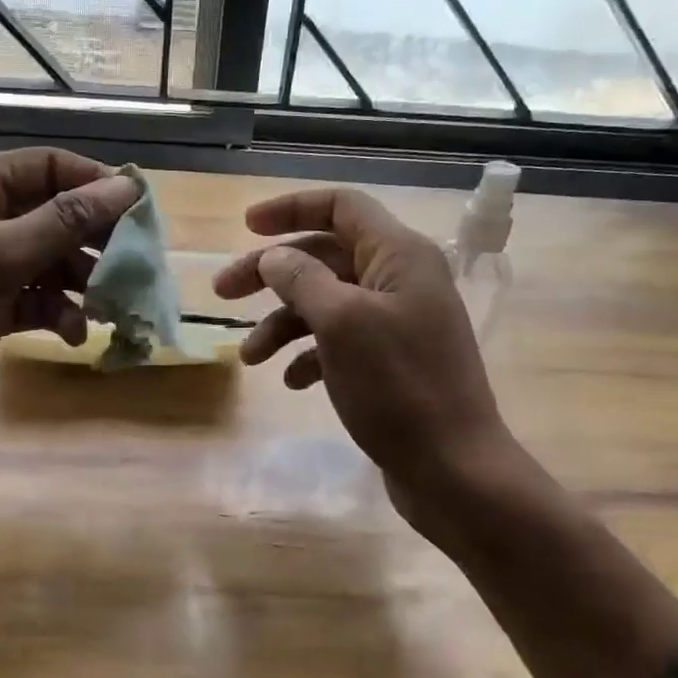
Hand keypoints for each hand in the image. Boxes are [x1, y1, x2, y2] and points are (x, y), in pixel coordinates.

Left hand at [0, 148, 139, 439]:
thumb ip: (66, 220)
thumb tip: (127, 187)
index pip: (49, 167)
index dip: (96, 184)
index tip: (141, 212)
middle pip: (55, 214)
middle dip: (94, 241)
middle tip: (134, 266)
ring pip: (50, 260)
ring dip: (81, 283)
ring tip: (111, 307)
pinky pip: (36, 297)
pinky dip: (58, 312)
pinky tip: (74, 333)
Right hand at [213, 187, 511, 505]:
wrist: (454, 471)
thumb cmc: (398, 387)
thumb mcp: (342, 323)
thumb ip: (303, 279)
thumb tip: (275, 257)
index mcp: (399, 256)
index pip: (341, 207)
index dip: (291, 208)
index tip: (246, 226)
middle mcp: (400, 280)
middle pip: (324, 256)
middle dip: (271, 273)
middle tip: (223, 292)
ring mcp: (397, 323)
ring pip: (326, 303)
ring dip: (282, 323)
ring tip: (250, 357)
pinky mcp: (391, 362)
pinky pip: (339, 342)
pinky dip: (310, 355)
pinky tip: (292, 381)